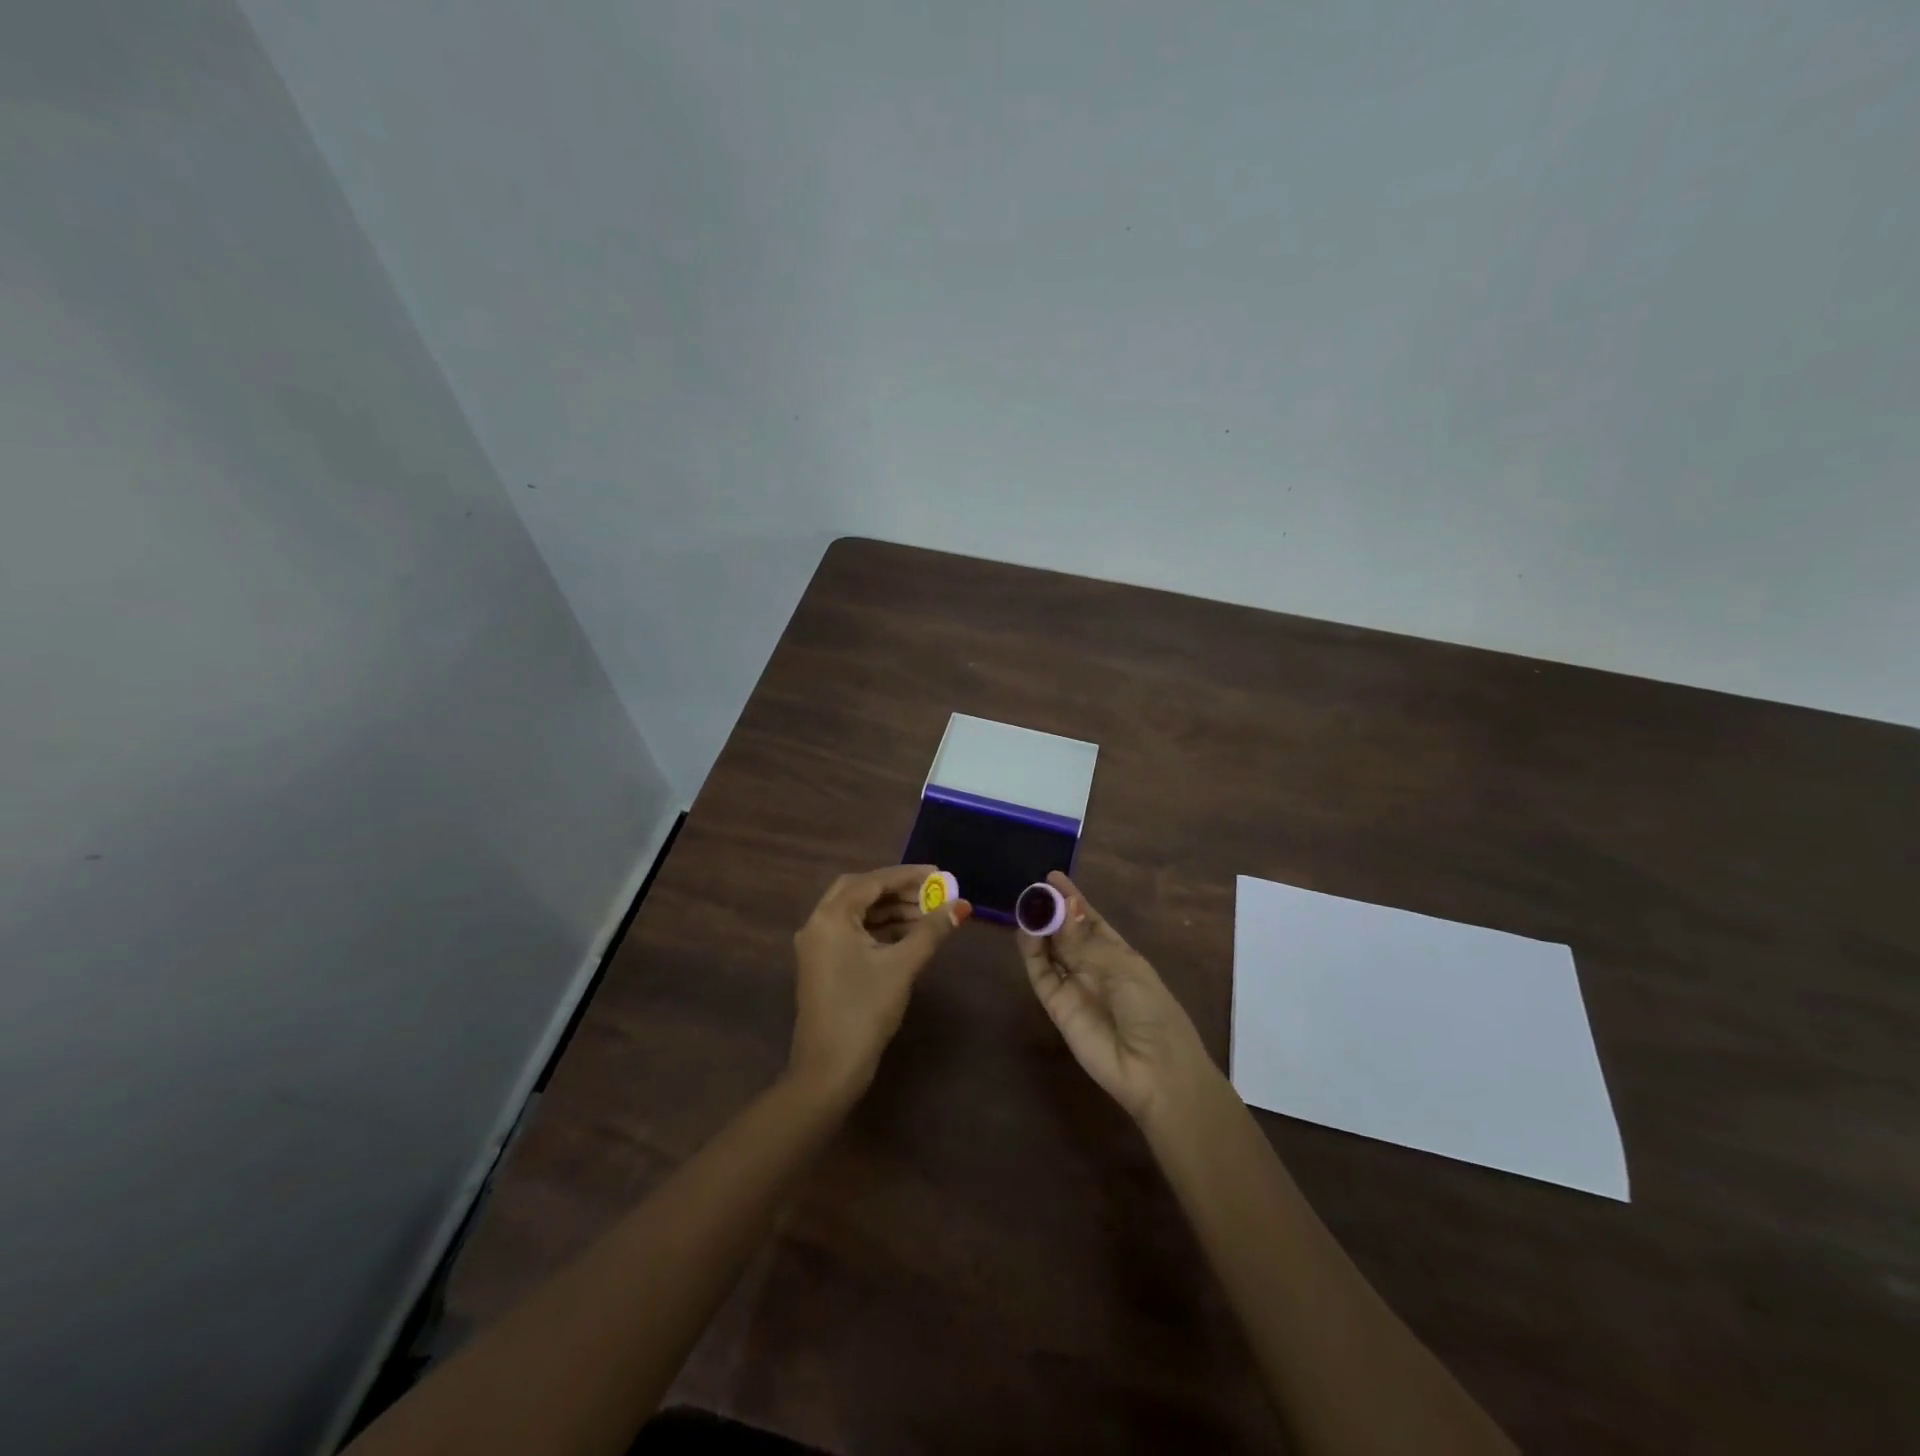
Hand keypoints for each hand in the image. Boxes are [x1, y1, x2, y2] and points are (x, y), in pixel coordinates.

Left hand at [789, 864, 969, 1103]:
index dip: (908, 876)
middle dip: (898, 890)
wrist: (829, 1069)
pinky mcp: (823, 964)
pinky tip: (908, 935)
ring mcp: (817, 946)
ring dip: (890, 910)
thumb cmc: (865, 1010)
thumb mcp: (902, 966)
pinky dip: (879, 928)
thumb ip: (931, 931)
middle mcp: (818, 924)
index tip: (939, 874)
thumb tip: (961, 906)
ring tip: (928, 915)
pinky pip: (853, 932)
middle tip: (931, 893)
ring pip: (857, 913)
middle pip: (861, 892)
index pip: (872, 881)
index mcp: (831, 917)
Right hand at [1017, 872, 1205, 1124]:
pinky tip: (1026, 932)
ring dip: (1039, 929)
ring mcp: (1074, 986)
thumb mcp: (1123, 968)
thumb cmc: (1151, 1010)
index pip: (1090, 920)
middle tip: (1033, 889)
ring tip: (1026, 905)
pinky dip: (1031, 954)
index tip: (1052, 877)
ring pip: (1050, 951)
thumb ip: (1085, 941)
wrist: (1153, 1070)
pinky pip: (1041, 975)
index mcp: (1119, 954)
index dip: (1073, 900)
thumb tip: (1060, 908)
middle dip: (1052, 911)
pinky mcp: (1057, 1007)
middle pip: (1067, 933)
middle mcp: (1094, 967)